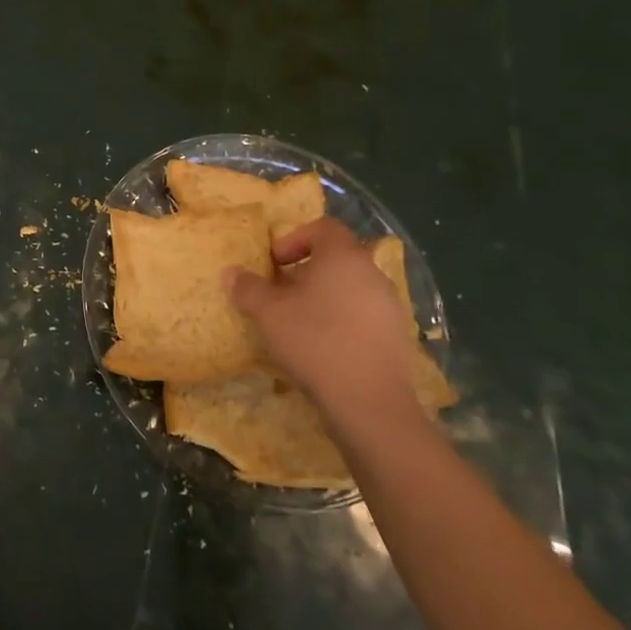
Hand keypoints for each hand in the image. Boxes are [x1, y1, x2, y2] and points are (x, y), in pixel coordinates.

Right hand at [225, 218, 422, 435]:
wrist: (370, 402)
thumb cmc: (314, 341)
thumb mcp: (268, 312)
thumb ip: (248, 288)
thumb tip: (232, 273)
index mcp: (343, 256)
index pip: (323, 227)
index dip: (295, 239)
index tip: (274, 263)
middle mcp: (372, 273)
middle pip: (337, 259)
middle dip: (306, 272)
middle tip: (280, 294)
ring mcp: (391, 307)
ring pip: (351, 289)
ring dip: (324, 298)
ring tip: (299, 323)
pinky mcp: (398, 338)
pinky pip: (364, 316)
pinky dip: (343, 321)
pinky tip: (324, 348)